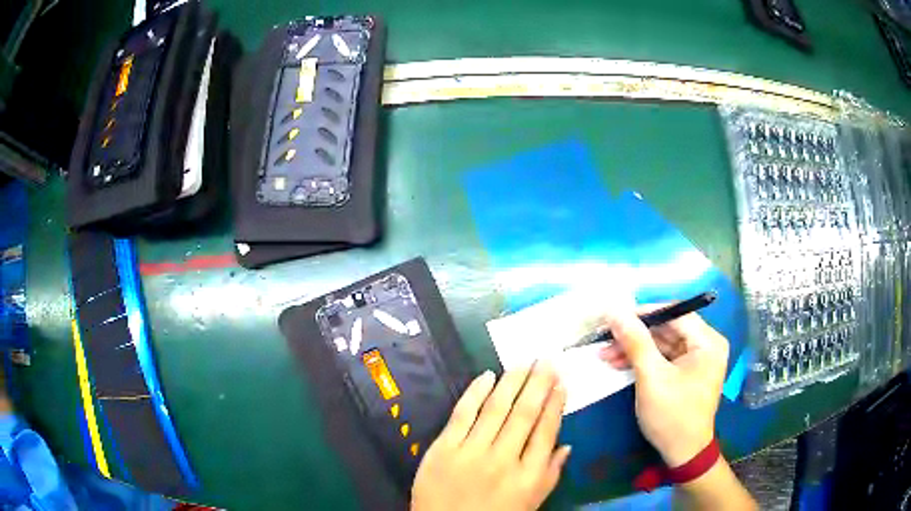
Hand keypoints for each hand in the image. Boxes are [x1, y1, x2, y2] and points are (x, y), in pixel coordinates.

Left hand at [411, 364, 570, 510]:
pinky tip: (487, 375)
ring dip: (512, 382)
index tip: (561, 383)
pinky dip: (475, 392)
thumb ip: (550, 474)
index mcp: (528, 476)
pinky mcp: (443, 448)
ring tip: (523, 362)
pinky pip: (462, 414)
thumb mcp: (529, 503)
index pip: (546, 432)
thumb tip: (567, 445)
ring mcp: (471, 452)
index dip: (555, 404)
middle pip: (524, 414)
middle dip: (538, 384)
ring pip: (496, 408)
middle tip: (546, 360)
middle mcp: (503, 460)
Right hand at [599, 306, 728, 466]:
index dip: (644, 312)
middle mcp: (706, 345)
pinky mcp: (686, 373)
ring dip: (634, 349)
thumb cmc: (672, 415)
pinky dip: (642, 361)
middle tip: (604, 337)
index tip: (614, 316)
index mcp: (707, 342)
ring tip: (604, 355)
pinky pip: (663, 358)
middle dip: (635, 335)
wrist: (682, 454)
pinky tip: (619, 363)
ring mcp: (697, 360)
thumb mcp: (652, 377)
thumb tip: (614, 310)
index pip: (675, 313)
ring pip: (662, 344)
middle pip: (667, 328)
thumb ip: (635, 341)